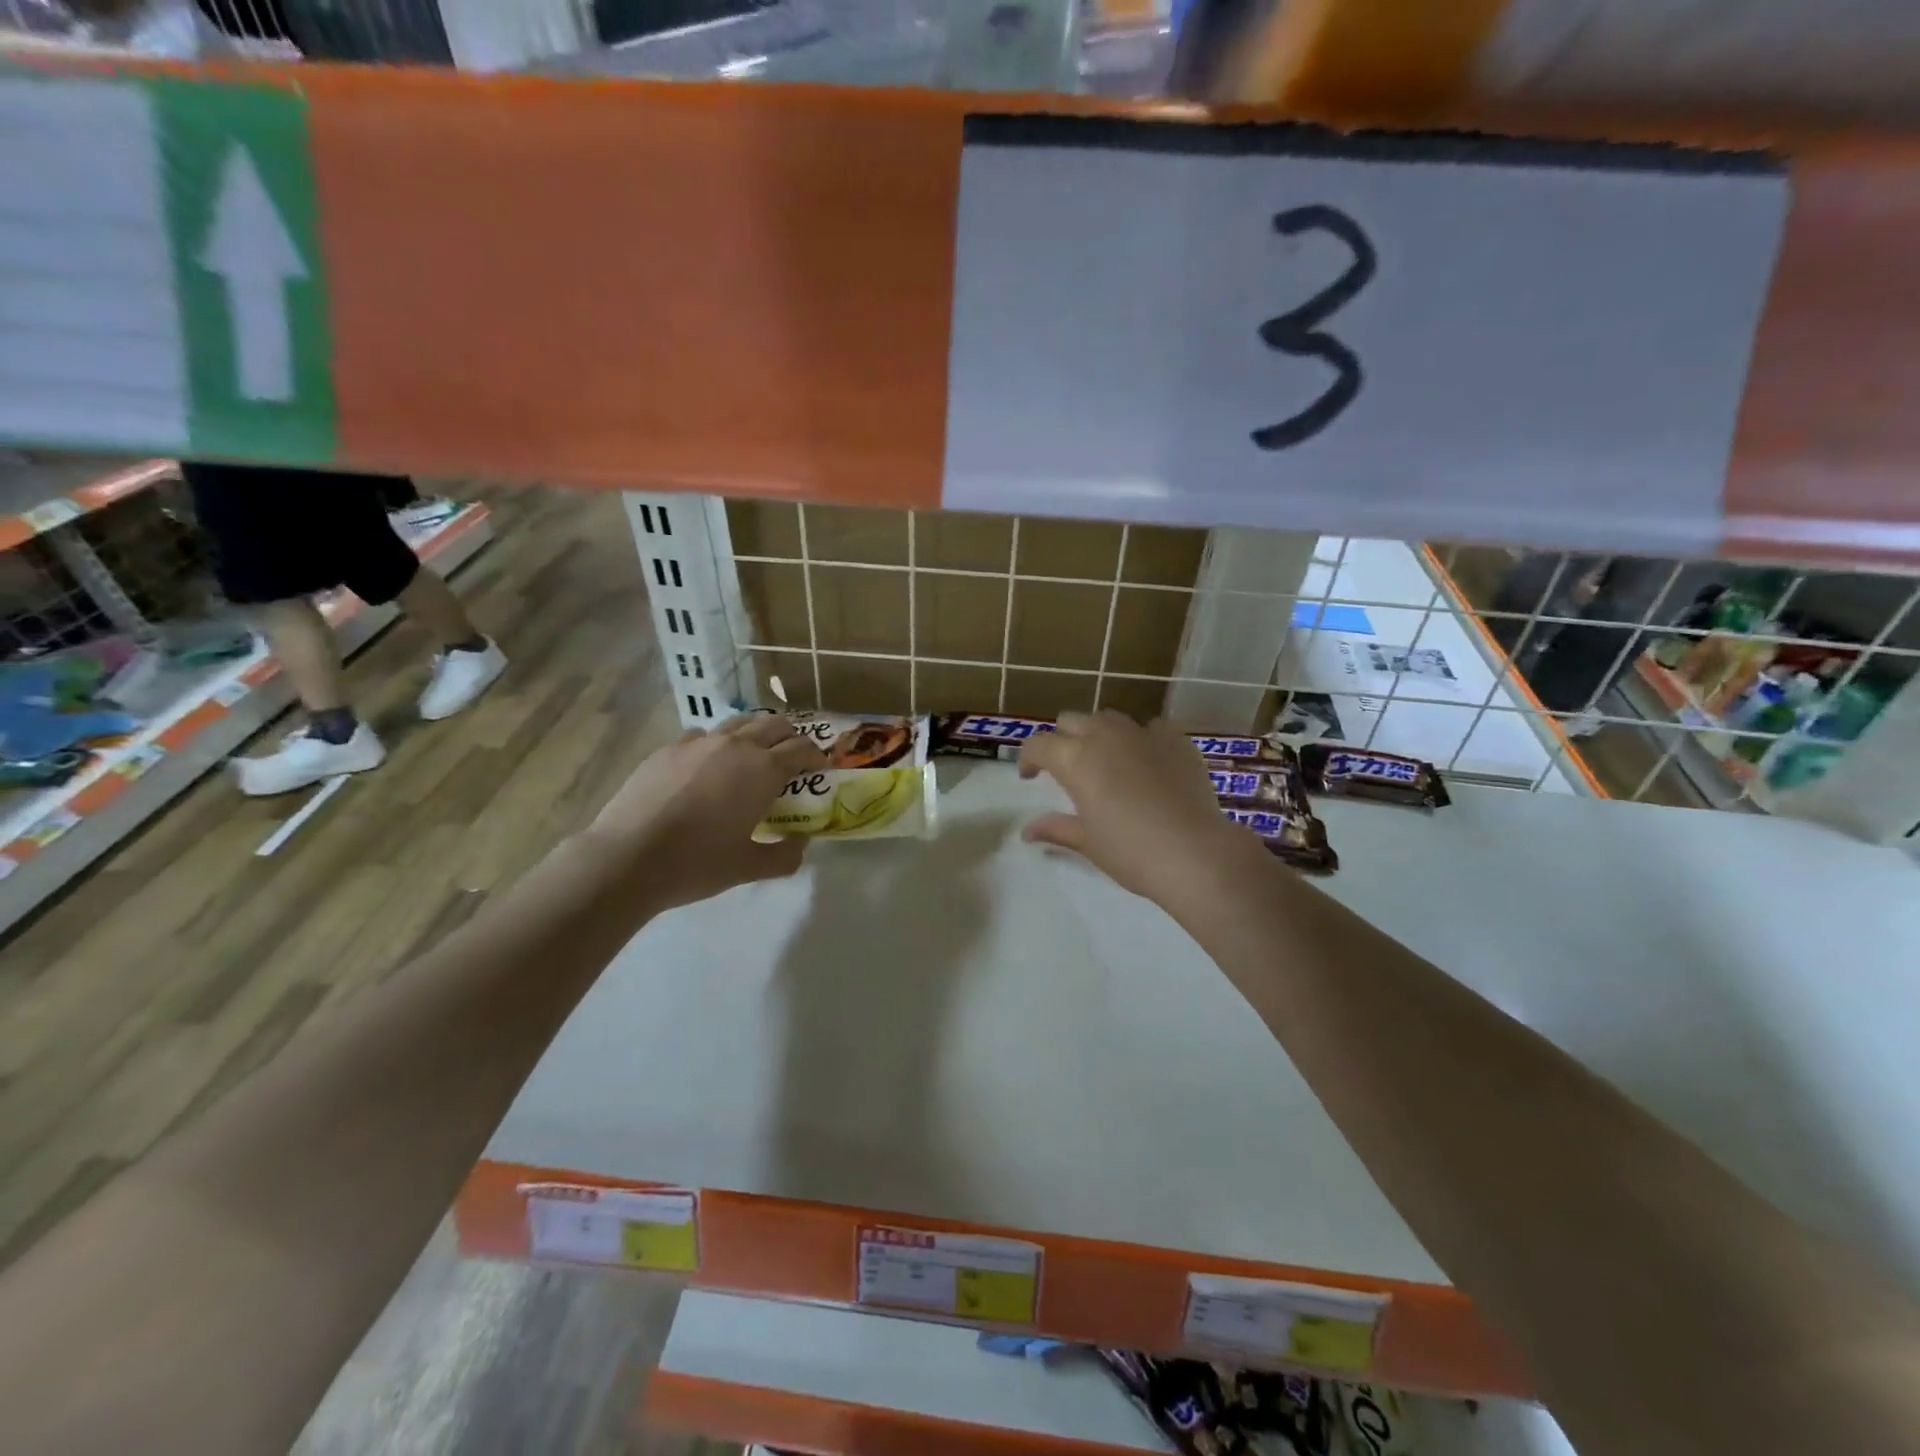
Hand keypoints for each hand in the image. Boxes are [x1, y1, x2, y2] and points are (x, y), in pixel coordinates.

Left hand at [584, 713, 826, 912]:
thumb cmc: (697, 863)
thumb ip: (785, 855)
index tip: (819, 768)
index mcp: (763, 770)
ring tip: (752, 755)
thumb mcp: (749, 868)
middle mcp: (736, 746)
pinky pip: (702, 735)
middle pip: (775, 724)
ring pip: (738, 722)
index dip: (816, 756)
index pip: (802, 748)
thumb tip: (801, 842)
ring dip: (755, 733)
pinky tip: (707, 766)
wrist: (627, 857)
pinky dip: (716, 744)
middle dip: (790, 737)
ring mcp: (699, 743)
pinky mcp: (668, 749)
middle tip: (791, 759)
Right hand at [1019, 711, 1259, 903]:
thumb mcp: (1087, 842)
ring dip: (1099, 734)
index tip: (1030, 777)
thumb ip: (1056, 828)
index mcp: (1075, 759)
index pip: (1038, 744)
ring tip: (1107, 761)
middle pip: (1071, 720)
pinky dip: (1141, 739)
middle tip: (1068, 769)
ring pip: (1109, 718)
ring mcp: (1143, 732)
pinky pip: (1150, 727)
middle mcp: (1105, 736)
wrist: (1195, 853)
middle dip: (1062, 739)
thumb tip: (1027, 830)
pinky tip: (1148, 763)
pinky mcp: (1175, 738)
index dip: (1028, 758)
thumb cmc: (1131, 851)